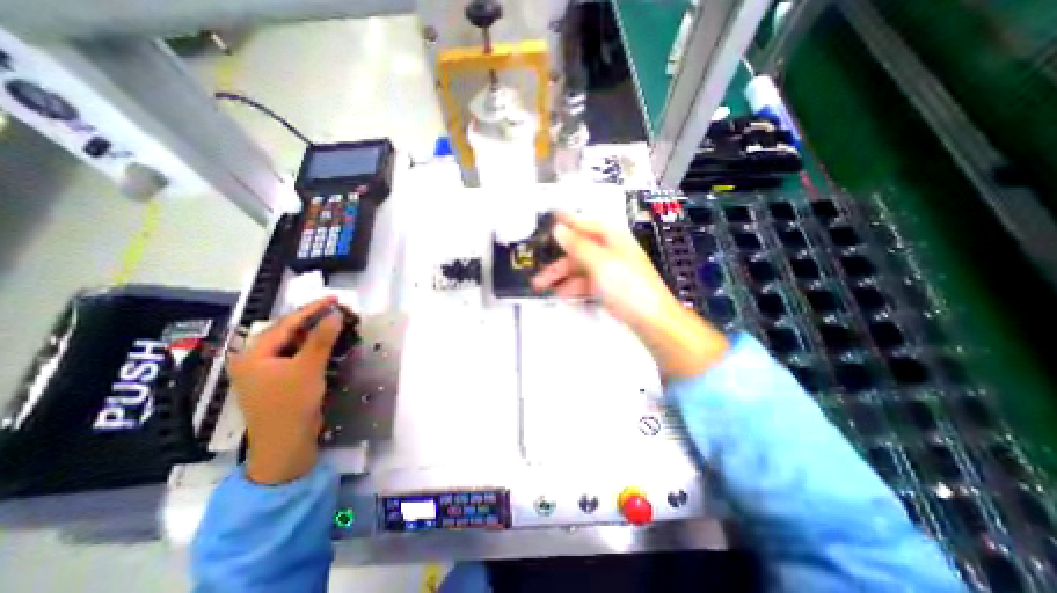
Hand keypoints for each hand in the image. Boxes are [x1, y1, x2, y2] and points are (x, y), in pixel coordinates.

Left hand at [227, 298, 340, 484]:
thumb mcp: (308, 368)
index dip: (312, 309)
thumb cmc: (292, 404)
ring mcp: (267, 371)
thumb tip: (335, 314)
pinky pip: (297, 356)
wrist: (285, 444)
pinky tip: (329, 345)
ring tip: (336, 324)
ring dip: (316, 334)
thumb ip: (321, 339)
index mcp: (253, 354)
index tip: (335, 299)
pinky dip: (314, 348)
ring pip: (294, 344)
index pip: (286, 324)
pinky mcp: (279, 381)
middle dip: (314, 320)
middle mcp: (255, 359)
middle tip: (338, 311)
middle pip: (288, 332)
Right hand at [534, 214, 732, 376]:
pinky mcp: (610, 287)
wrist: (651, 320)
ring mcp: (610, 270)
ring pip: (580, 269)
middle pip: (578, 251)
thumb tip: (558, 228)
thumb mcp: (600, 263)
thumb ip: (577, 245)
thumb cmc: (627, 286)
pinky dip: (574, 287)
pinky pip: (587, 283)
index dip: (566, 222)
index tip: (548, 219)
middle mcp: (610, 251)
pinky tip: (562, 295)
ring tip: (544, 288)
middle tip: (538, 275)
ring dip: (562, 277)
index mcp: (612, 238)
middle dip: (557, 262)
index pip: (584, 225)